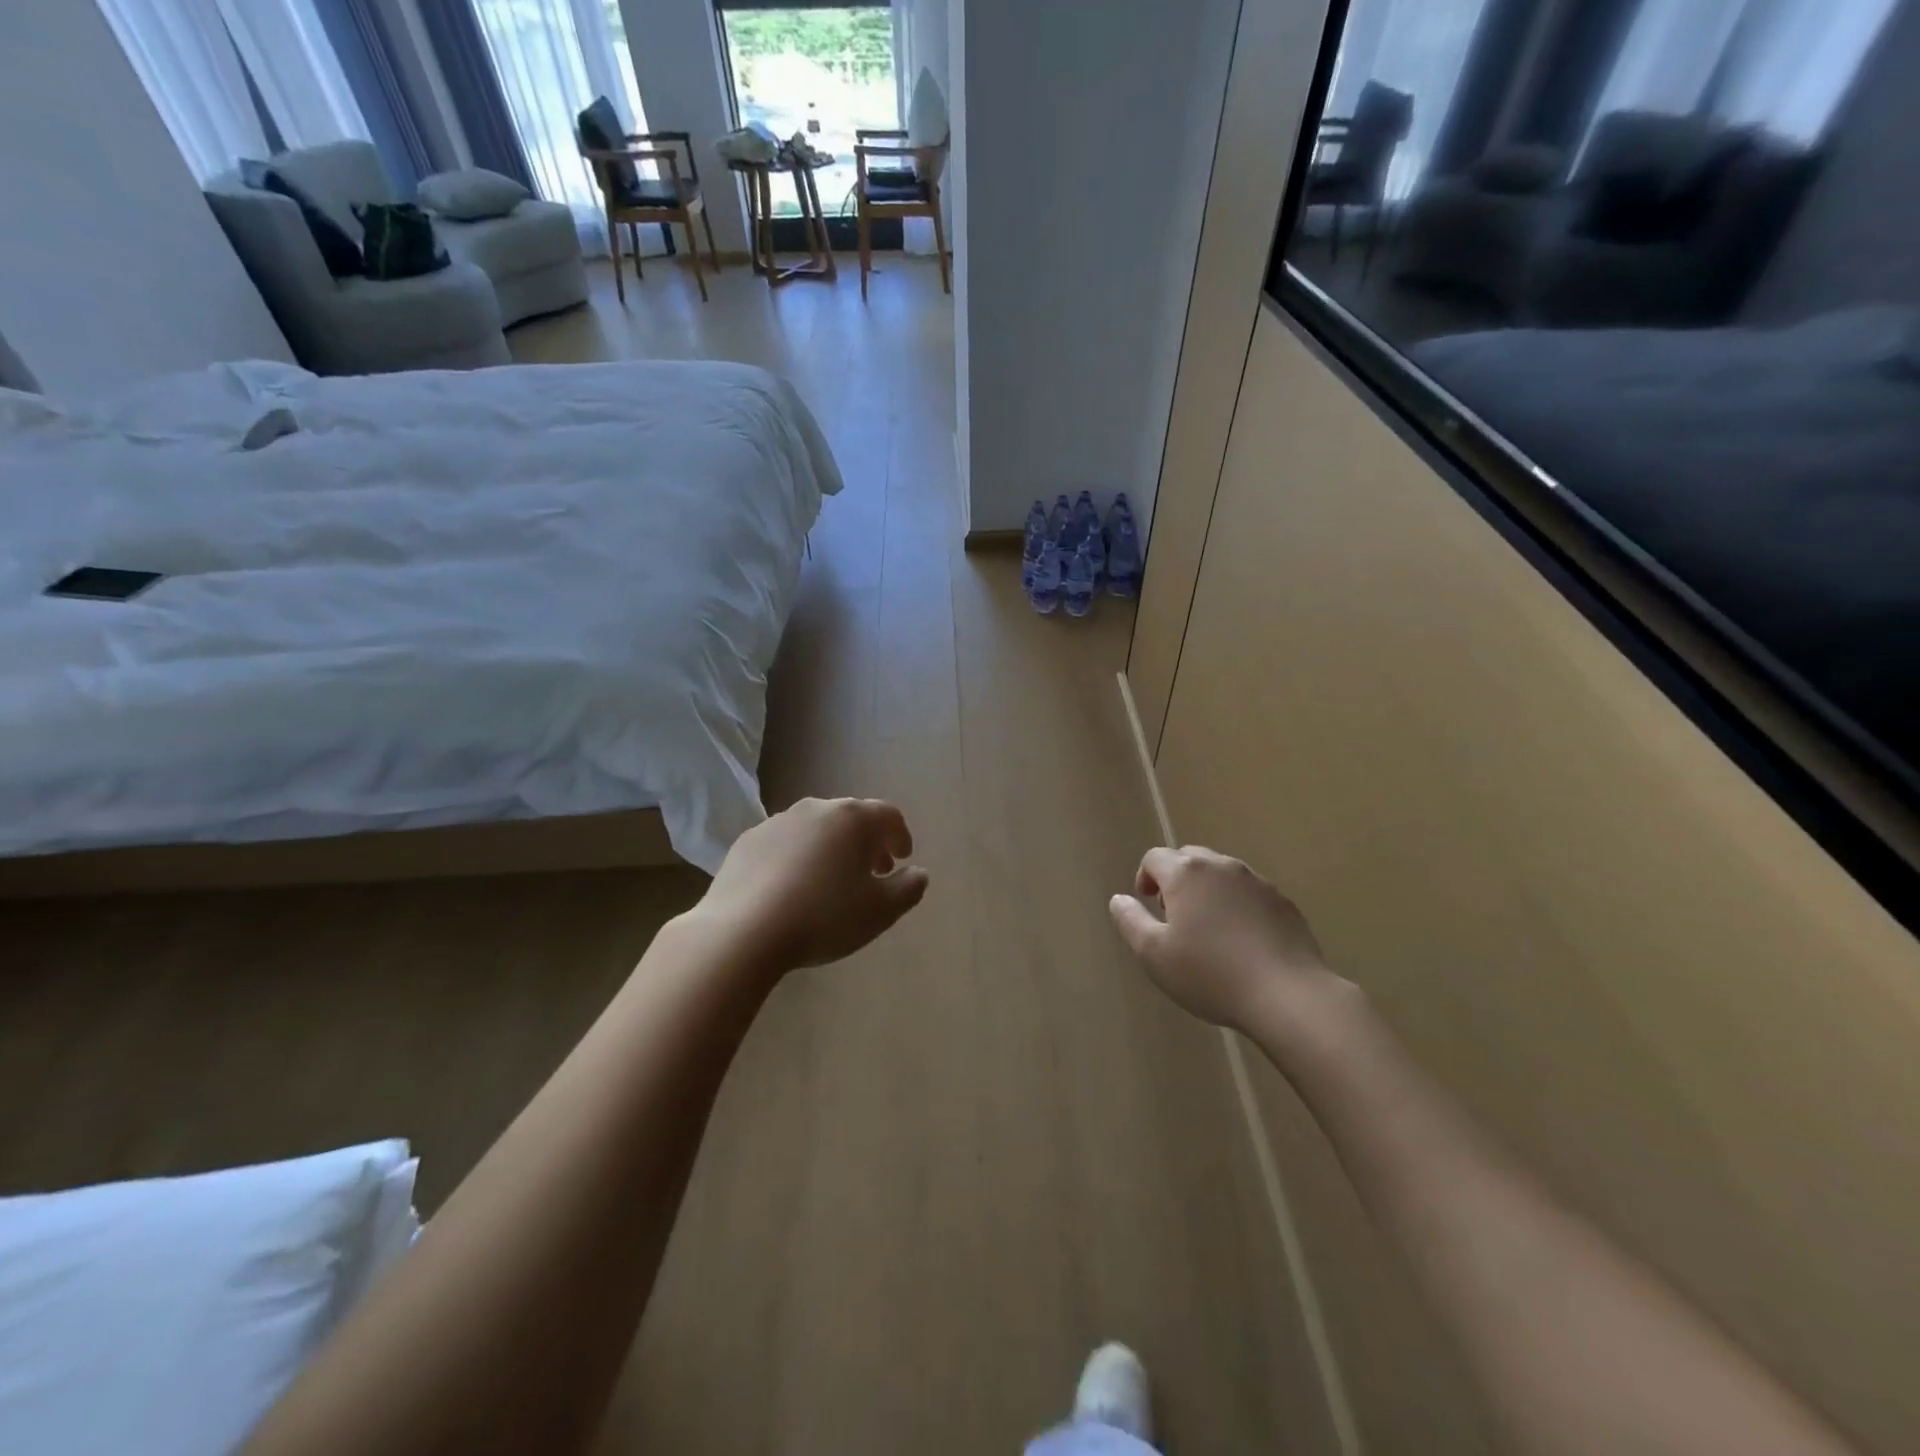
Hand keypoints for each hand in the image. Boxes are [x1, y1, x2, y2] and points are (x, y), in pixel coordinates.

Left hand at [697, 797, 928, 971]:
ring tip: (831, 882)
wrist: (743, 931)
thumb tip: (918, 873)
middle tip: (872, 872)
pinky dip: (797, 858)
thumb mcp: (880, 911)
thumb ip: (908, 889)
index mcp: (853, 819)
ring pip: (815, 829)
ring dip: (830, 849)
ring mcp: (778, 822)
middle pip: (851, 818)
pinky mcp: (747, 841)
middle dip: (866, 843)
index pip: (888, 816)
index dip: (901, 836)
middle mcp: (816, 809)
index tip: (903, 859)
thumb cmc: (824, 917)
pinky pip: (784, 844)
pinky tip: (792, 889)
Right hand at [1109, 846, 1341, 1033]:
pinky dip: (1237, 906)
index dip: (1145, 877)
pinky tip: (1241, 940)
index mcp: (1186, 873)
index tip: (1147, 904)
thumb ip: (1130, 921)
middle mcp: (1221, 866)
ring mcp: (1257, 882)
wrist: (1287, 994)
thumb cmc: (1210, 974)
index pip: (1155, 858)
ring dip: (1207, 891)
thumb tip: (1119, 899)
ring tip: (1208, 929)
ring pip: (1221, 875)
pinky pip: (1249, 893)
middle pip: (1189, 859)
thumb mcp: (1153, 954)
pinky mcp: (1283, 902)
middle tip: (1174, 915)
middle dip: (1176, 880)